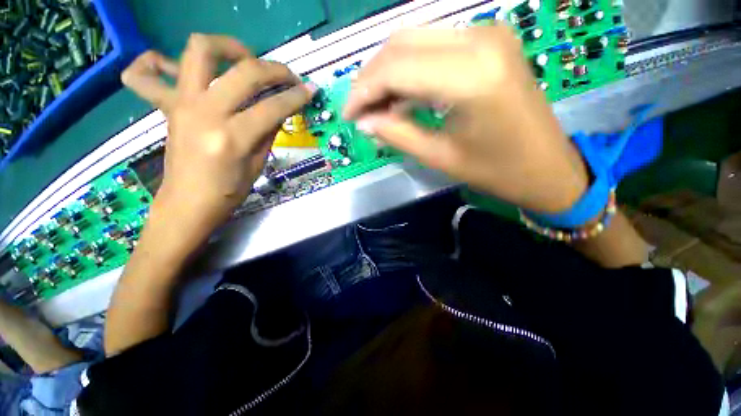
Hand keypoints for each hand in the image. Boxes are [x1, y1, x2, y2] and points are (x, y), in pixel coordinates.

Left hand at [121, 34, 315, 231]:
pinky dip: (156, 62)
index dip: (296, 97)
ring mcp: (181, 103)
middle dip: (274, 69)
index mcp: (232, 138)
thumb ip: (269, 131)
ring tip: (245, 60)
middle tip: (287, 77)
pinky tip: (179, 68)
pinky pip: (146, 73)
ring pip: (200, 50)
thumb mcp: (258, 163)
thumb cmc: (229, 191)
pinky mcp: (167, 104)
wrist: (189, 202)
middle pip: (244, 71)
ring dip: (228, 47)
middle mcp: (205, 112)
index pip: (272, 107)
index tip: (310, 91)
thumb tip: (281, 107)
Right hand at [344, 26, 588, 212]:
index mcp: (470, 76)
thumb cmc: (495, 171)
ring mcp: (487, 34)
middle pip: (401, 44)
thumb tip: (363, 122)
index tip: (349, 115)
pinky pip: (434, 47)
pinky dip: (410, 70)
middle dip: (372, 78)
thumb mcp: (439, 157)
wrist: (546, 165)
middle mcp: (479, 40)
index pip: (396, 68)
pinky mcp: (489, 41)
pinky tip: (400, 97)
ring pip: (415, 41)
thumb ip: (396, 134)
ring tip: (376, 107)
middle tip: (360, 111)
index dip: (364, 91)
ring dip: (388, 73)